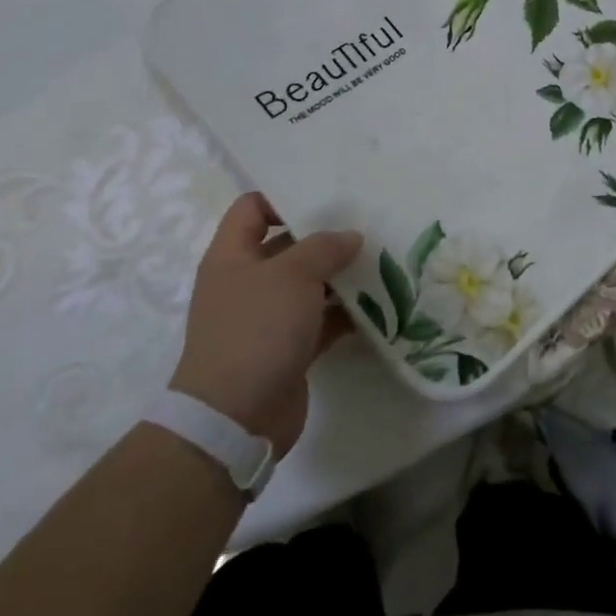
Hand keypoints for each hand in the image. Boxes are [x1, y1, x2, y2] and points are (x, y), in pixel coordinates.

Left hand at [170, 194, 360, 456]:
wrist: (234, 419)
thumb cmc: (256, 330)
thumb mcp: (292, 275)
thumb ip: (324, 247)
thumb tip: (350, 236)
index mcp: (232, 256)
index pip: (252, 208)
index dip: (284, 197)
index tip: (327, 197)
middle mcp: (247, 282)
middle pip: (288, 245)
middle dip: (326, 238)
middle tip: (369, 225)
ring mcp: (267, 318)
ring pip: (309, 285)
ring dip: (341, 277)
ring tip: (383, 262)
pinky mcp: (288, 349)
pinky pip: (321, 321)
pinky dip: (346, 314)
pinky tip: (380, 305)